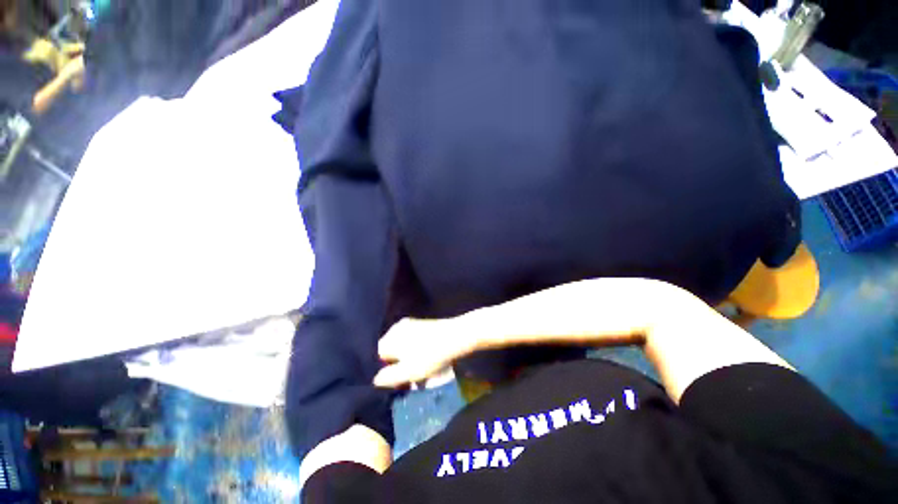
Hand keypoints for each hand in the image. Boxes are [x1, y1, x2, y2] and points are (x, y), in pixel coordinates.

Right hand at [373, 318, 477, 387]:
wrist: (457, 336)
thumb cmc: (430, 356)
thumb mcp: (408, 372)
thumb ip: (388, 378)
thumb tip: (375, 379)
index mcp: (391, 337)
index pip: (376, 356)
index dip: (383, 372)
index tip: (395, 384)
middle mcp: (397, 328)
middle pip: (390, 352)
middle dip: (397, 369)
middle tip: (408, 383)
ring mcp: (411, 324)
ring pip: (402, 349)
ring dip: (408, 363)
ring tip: (420, 377)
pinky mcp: (423, 325)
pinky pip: (412, 342)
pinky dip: (416, 354)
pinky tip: (427, 364)